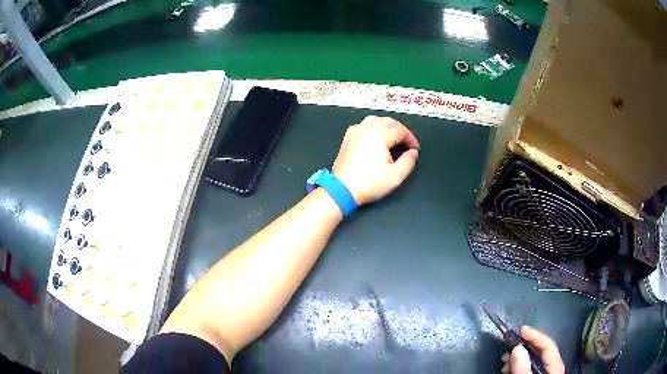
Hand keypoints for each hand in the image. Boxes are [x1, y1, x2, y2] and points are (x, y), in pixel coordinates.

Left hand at [332, 116, 419, 204]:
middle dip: (401, 130)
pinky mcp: (348, 138)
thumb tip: (413, 152)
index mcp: (380, 135)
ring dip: (387, 126)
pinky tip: (375, 136)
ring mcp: (355, 132)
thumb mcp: (396, 176)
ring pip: (375, 120)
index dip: (411, 139)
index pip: (401, 130)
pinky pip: (363, 125)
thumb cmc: (368, 183)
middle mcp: (367, 129)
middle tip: (407, 143)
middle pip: (389, 122)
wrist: (342, 189)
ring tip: (394, 137)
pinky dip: (373, 127)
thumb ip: (408, 161)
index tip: (415, 149)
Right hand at [501, 326, 564, 373]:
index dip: (536, 336)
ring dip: (520, 357)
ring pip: (536, 360)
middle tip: (508, 347)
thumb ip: (522, 370)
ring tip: (505, 361)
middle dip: (525, 347)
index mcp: (555, 369)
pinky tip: (508, 369)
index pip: (549, 347)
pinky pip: (530, 368)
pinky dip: (520, 365)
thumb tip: (517, 348)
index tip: (520, 330)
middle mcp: (553, 369)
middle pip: (543, 352)